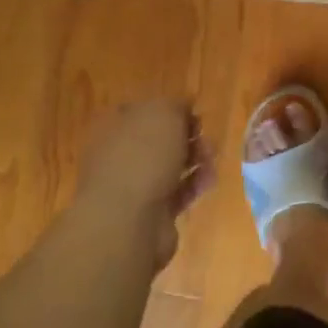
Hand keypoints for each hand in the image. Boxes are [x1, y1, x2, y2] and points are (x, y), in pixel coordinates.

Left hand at [73, 100, 211, 271]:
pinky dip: (195, 184)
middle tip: (205, 138)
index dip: (172, 109)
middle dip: (188, 136)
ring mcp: (133, 185)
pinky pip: (178, 192)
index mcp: (115, 126)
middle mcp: (120, 154)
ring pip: (171, 166)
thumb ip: (176, 105)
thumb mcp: (163, 113)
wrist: (127, 222)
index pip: (144, 110)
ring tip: (211, 160)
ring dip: (195, 160)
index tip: (194, 114)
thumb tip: (183, 106)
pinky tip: (208, 181)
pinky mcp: (151, 211)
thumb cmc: (142, 157)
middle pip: (160, 139)